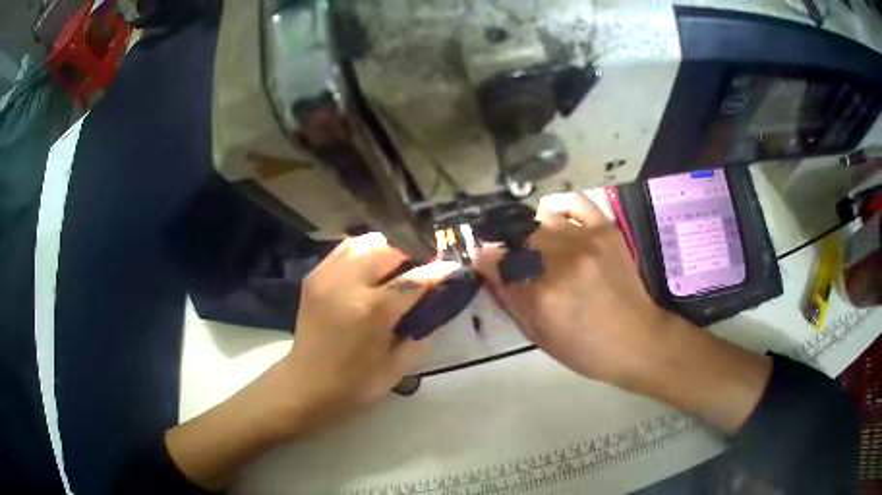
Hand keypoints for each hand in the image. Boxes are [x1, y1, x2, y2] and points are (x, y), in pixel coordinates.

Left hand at [166, 234, 456, 489]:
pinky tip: (371, 267)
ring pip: (365, 242)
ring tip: (398, 265)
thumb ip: (420, 336)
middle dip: (412, 254)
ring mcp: (326, 277)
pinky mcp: (314, 277)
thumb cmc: (352, 387)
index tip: (453, 267)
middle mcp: (347, 284)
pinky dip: (363, 251)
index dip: (437, 272)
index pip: (413, 280)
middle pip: (389, 250)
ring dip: (387, 249)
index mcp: (371, 311)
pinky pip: (344, 250)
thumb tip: (436, 309)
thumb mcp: (396, 369)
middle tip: (424, 268)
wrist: (303, 387)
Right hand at [476, 192, 668, 387]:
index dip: (485, 259)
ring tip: (540, 247)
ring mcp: (587, 240)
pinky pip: (574, 201)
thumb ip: (508, 299)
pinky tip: (558, 222)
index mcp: (541, 295)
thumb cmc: (585, 349)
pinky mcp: (606, 230)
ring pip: (542, 218)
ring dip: (533, 232)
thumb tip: (486, 267)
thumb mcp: (538, 336)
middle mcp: (561, 261)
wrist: (637, 340)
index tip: (487, 263)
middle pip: (517, 236)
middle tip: (516, 260)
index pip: (495, 259)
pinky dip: (559, 207)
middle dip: (509, 247)